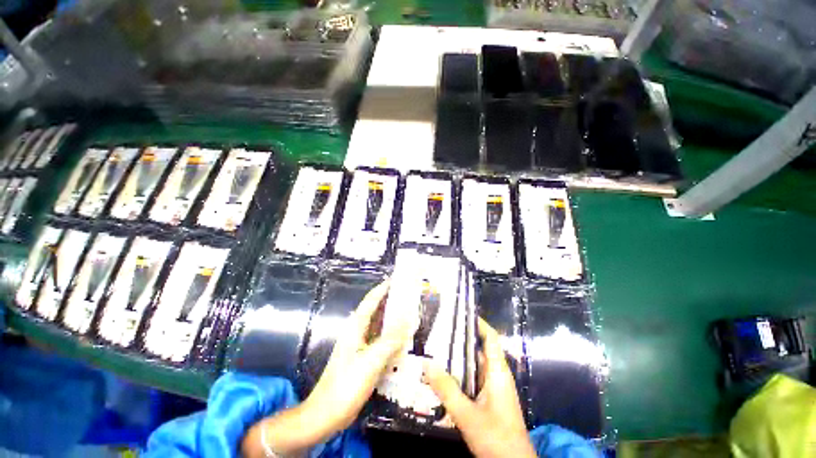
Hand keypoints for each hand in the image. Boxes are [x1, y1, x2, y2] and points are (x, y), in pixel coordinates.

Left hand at [242, 281, 409, 456]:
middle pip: (377, 310)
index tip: (397, 278)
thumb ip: (390, 339)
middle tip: (410, 295)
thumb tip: (408, 318)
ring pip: (380, 326)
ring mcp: (361, 345)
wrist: (326, 414)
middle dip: (392, 301)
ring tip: (411, 312)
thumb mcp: (371, 361)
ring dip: (394, 318)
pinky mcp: (364, 357)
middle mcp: (358, 331)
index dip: (384, 288)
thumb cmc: (346, 385)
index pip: (372, 300)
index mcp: (356, 326)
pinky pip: (382, 341)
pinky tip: (404, 339)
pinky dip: (393, 336)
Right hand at [424, 317, 535, 457]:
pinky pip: (471, 380)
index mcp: (498, 372)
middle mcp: (496, 376)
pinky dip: (458, 375)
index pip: (491, 339)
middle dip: (460, 339)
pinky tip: (442, 376)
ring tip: (435, 348)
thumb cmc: (496, 438)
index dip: (479, 324)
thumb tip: (426, 363)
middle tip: (439, 331)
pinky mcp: (487, 401)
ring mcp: (492, 389)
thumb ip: (447, 390)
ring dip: (457, 358)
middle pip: (478, 350)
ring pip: (473, 366)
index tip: (461, 313)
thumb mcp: (467, 414)